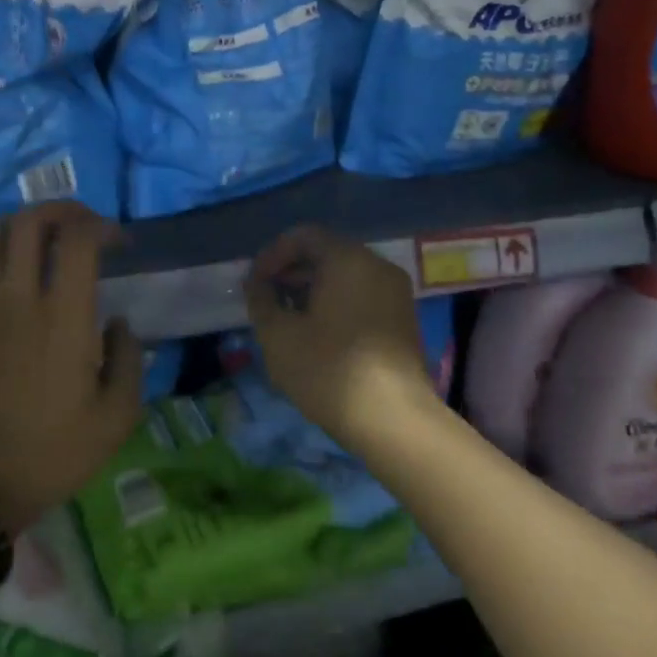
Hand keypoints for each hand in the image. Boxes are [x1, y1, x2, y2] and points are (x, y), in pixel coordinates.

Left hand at [0, 203, 142, 536]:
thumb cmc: (57, 452)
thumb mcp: (118, 416)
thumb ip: (128, 359)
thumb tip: (118, 323)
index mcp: (65, 317)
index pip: (79, 239)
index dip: (102, 227)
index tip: (120, 243)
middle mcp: (19, 300)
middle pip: (28, 223)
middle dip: (60, 211)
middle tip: (81, 225)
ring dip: (13, 228)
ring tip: (37, 243)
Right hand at [245, 225, 437, 450]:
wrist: (392, 419)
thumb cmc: (328, 369)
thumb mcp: (278, 334)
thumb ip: (261, 300)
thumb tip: (257, 284)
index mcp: (348, 260)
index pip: (304, 236)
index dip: (272, 255)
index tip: (254, 284)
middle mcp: (377, 266)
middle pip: (326, 254)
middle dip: (291, 273)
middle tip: (266, 301)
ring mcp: (396, 293)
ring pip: (345, 277)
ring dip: (311, 291)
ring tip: (287, 321)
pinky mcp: (403, 320)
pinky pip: (362, 296)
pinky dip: (335, 304)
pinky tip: (316, 335)